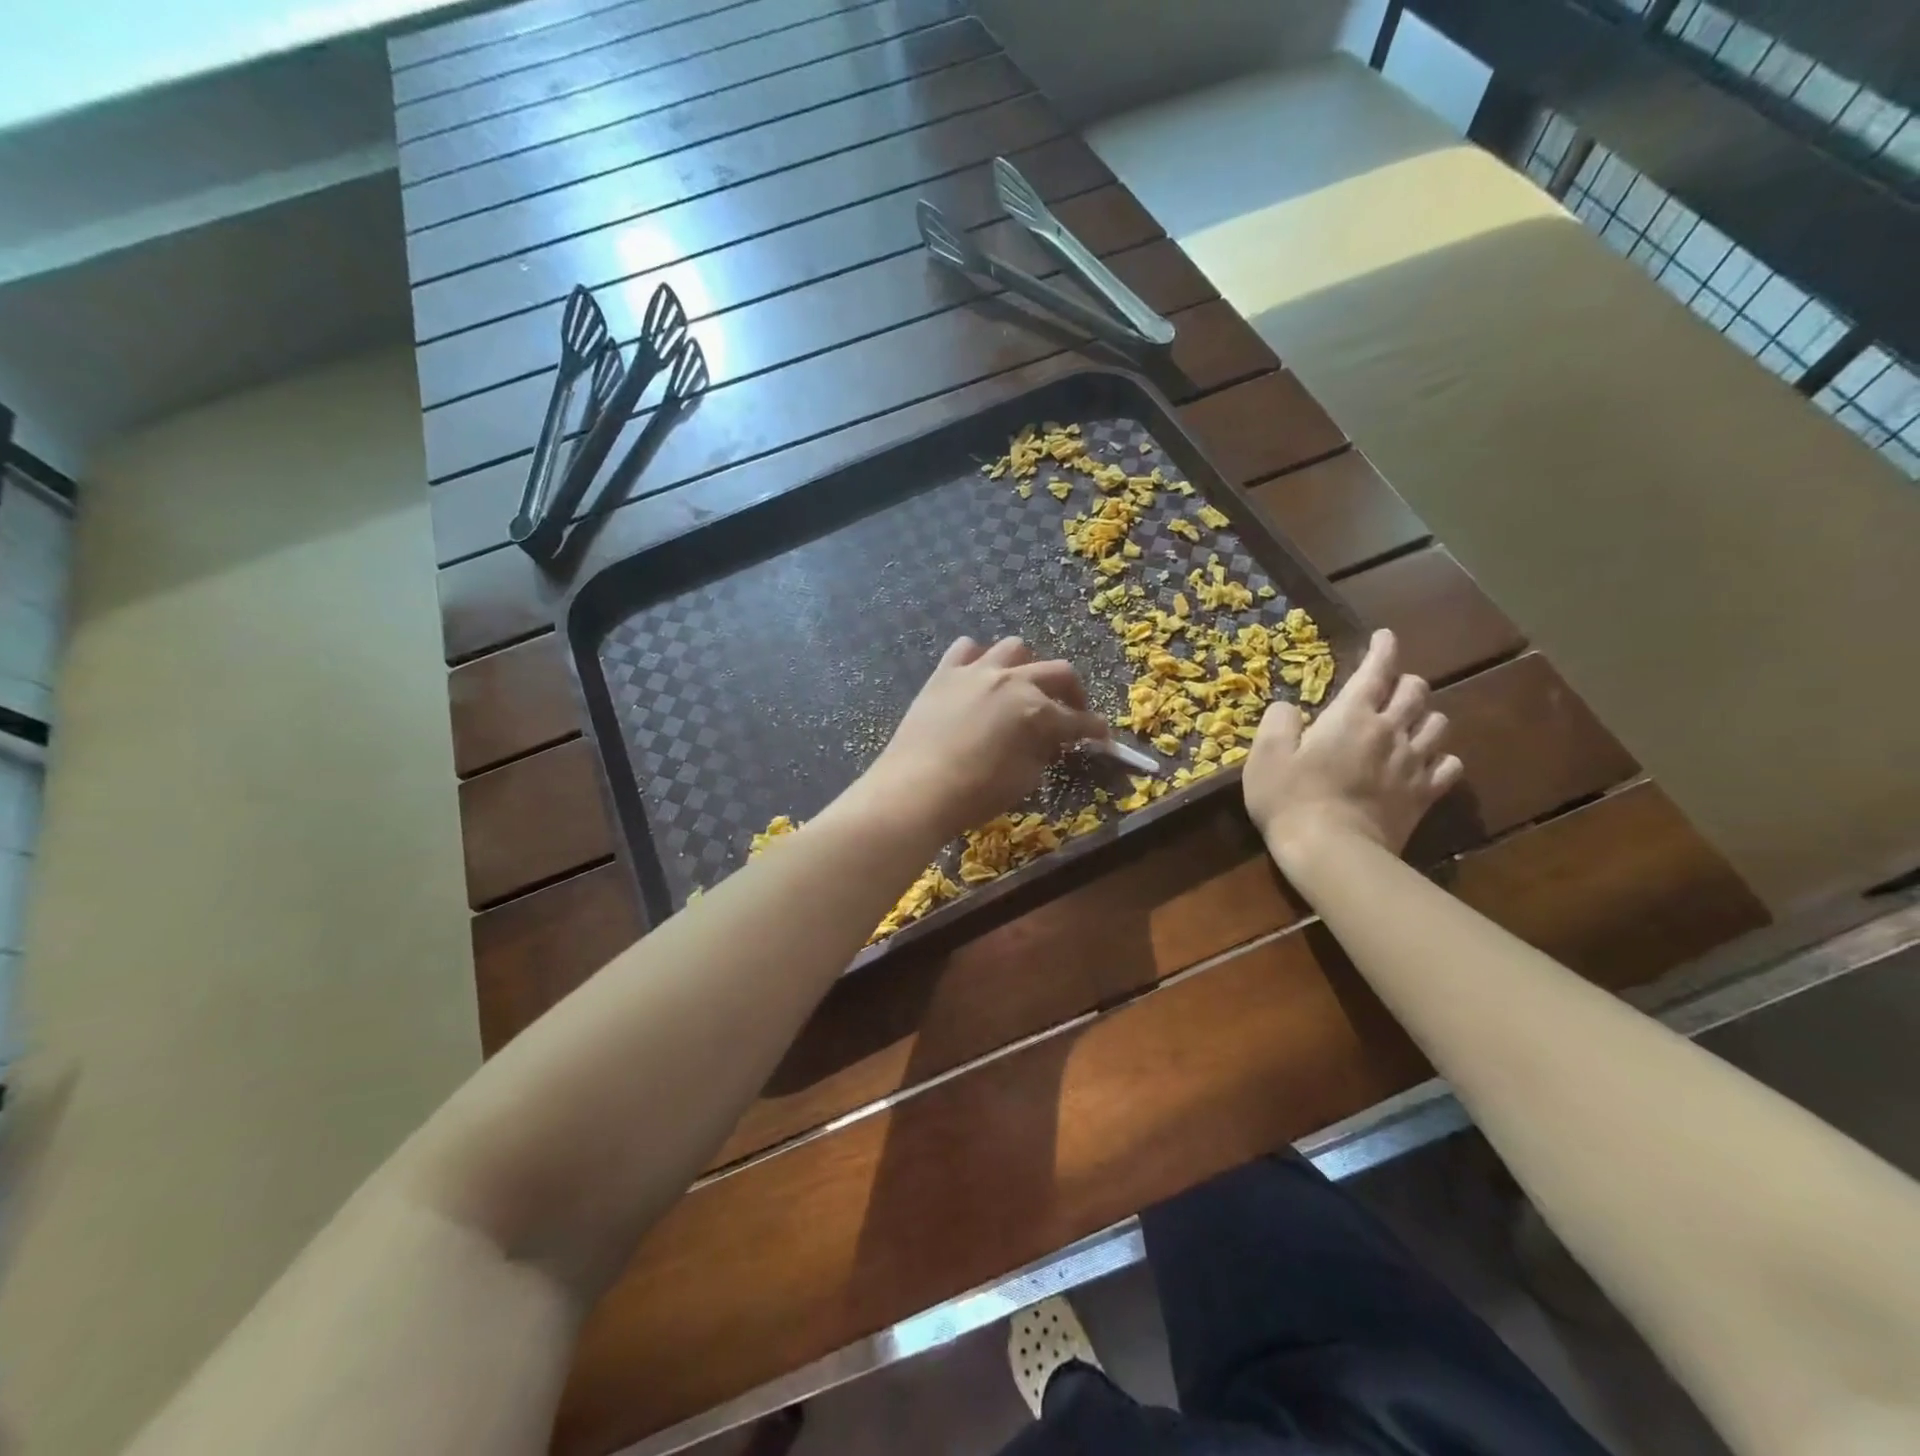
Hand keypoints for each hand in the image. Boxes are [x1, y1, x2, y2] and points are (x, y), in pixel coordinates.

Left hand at [849, 637, 1107, 843]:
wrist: (915, 789)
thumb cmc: (975, 794)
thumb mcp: (1024, 780)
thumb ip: (1042, 753)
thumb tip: (1047, 741)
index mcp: (1037, 711)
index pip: (1078, 719)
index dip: (1094, 729)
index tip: (1101, 736)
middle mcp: (1012, 681)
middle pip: (1058, 672)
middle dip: (1072, 692)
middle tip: (1071, 711)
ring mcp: (976, 671)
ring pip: (1015, 649)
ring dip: (1027, 666)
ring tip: (1023, 686)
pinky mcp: (944, 673)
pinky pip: (967, 649)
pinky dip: (979, 659)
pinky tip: (979, 676)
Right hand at [1242, 628, 1462, 867]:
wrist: (1331, 851)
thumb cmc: (1290, 798)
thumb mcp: (1266, 755)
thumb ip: (1278, 721)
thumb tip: (1289, 707)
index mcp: (1351, 716)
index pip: (1376, 671)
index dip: (1383, 649)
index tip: (1385, 637)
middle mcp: (1390, 731)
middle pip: (1415, 691)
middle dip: (1404, 681)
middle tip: (1389, 685)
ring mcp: (1412, 764)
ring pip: (1438, 724)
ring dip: (1425, 716)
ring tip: (1411, 721)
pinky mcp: (1423, 795)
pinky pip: (1449, 767)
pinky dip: (1441, 758)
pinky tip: (1429, 761)